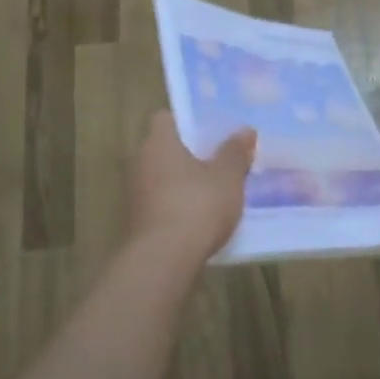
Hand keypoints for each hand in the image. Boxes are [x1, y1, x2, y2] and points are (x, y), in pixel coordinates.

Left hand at [125, 111, 255, 266]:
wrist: (163, 260)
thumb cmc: (196, 206)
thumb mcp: (227, 177)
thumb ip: (235, 152)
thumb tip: (245, 130)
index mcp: (158, 142)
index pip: (164, 118)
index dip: (185, 121)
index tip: (208, 129)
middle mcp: (139, 162)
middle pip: (163, 148)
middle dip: (187, 153)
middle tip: (218, 158)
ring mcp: (133, 193)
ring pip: (161, 177)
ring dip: (181, 181)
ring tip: (213, 189)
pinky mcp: (135, 222)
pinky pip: (159, 203)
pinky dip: (176, 205)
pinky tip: (200, 217)